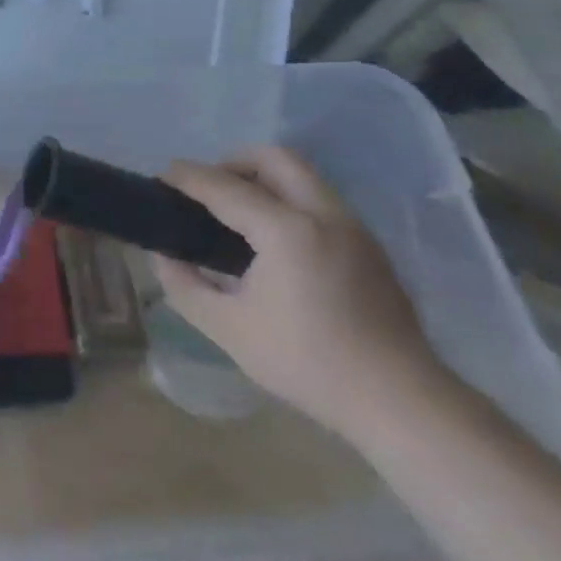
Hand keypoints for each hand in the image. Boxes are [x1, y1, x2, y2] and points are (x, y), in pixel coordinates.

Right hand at [152, 147, 446, 442]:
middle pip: (274, 158)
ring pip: (302, 176)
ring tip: (234, 214)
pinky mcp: (369, 245)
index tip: (161, 177)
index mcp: (287, 231)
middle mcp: (324, 214)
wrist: (399, 401)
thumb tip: (162, 255)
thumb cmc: (306, 363)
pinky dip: (287, 200)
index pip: (225, 187)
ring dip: (262, 179)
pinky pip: (319, 201)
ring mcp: (353, 227)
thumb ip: (184, 285)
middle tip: (205, 190)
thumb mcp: (228, 328)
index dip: (188, 177)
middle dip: (232, 162)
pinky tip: (272, 241)